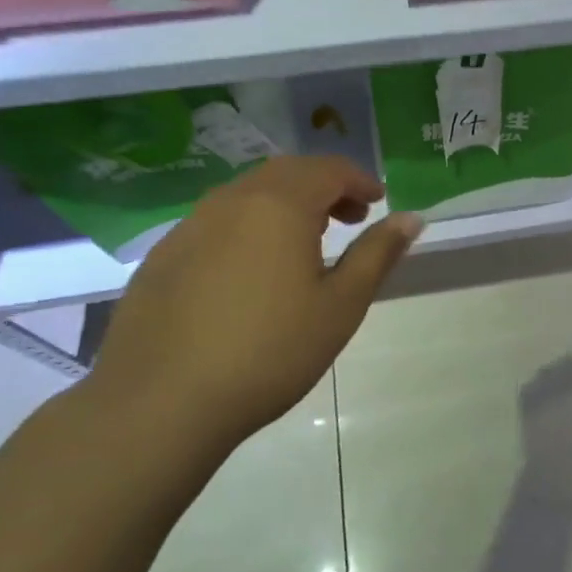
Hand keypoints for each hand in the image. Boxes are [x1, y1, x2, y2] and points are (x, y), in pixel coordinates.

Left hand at [87, 156, 422, 445]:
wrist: (160, 402)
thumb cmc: (269, 351)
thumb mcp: (340, 305)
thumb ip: (377, 254)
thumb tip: (411, 218)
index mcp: (280, 205)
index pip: (329, 170)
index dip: (360, 180)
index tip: (378, 203)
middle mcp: (233, 200)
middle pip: (288, 173)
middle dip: (325, 187)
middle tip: (349, 219)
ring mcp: (191, 225)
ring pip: (249, 194)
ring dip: (286, 204)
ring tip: (305, 243)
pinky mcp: (164, 254)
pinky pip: (218, 221)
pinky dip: (249, 226)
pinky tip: (251, 271)